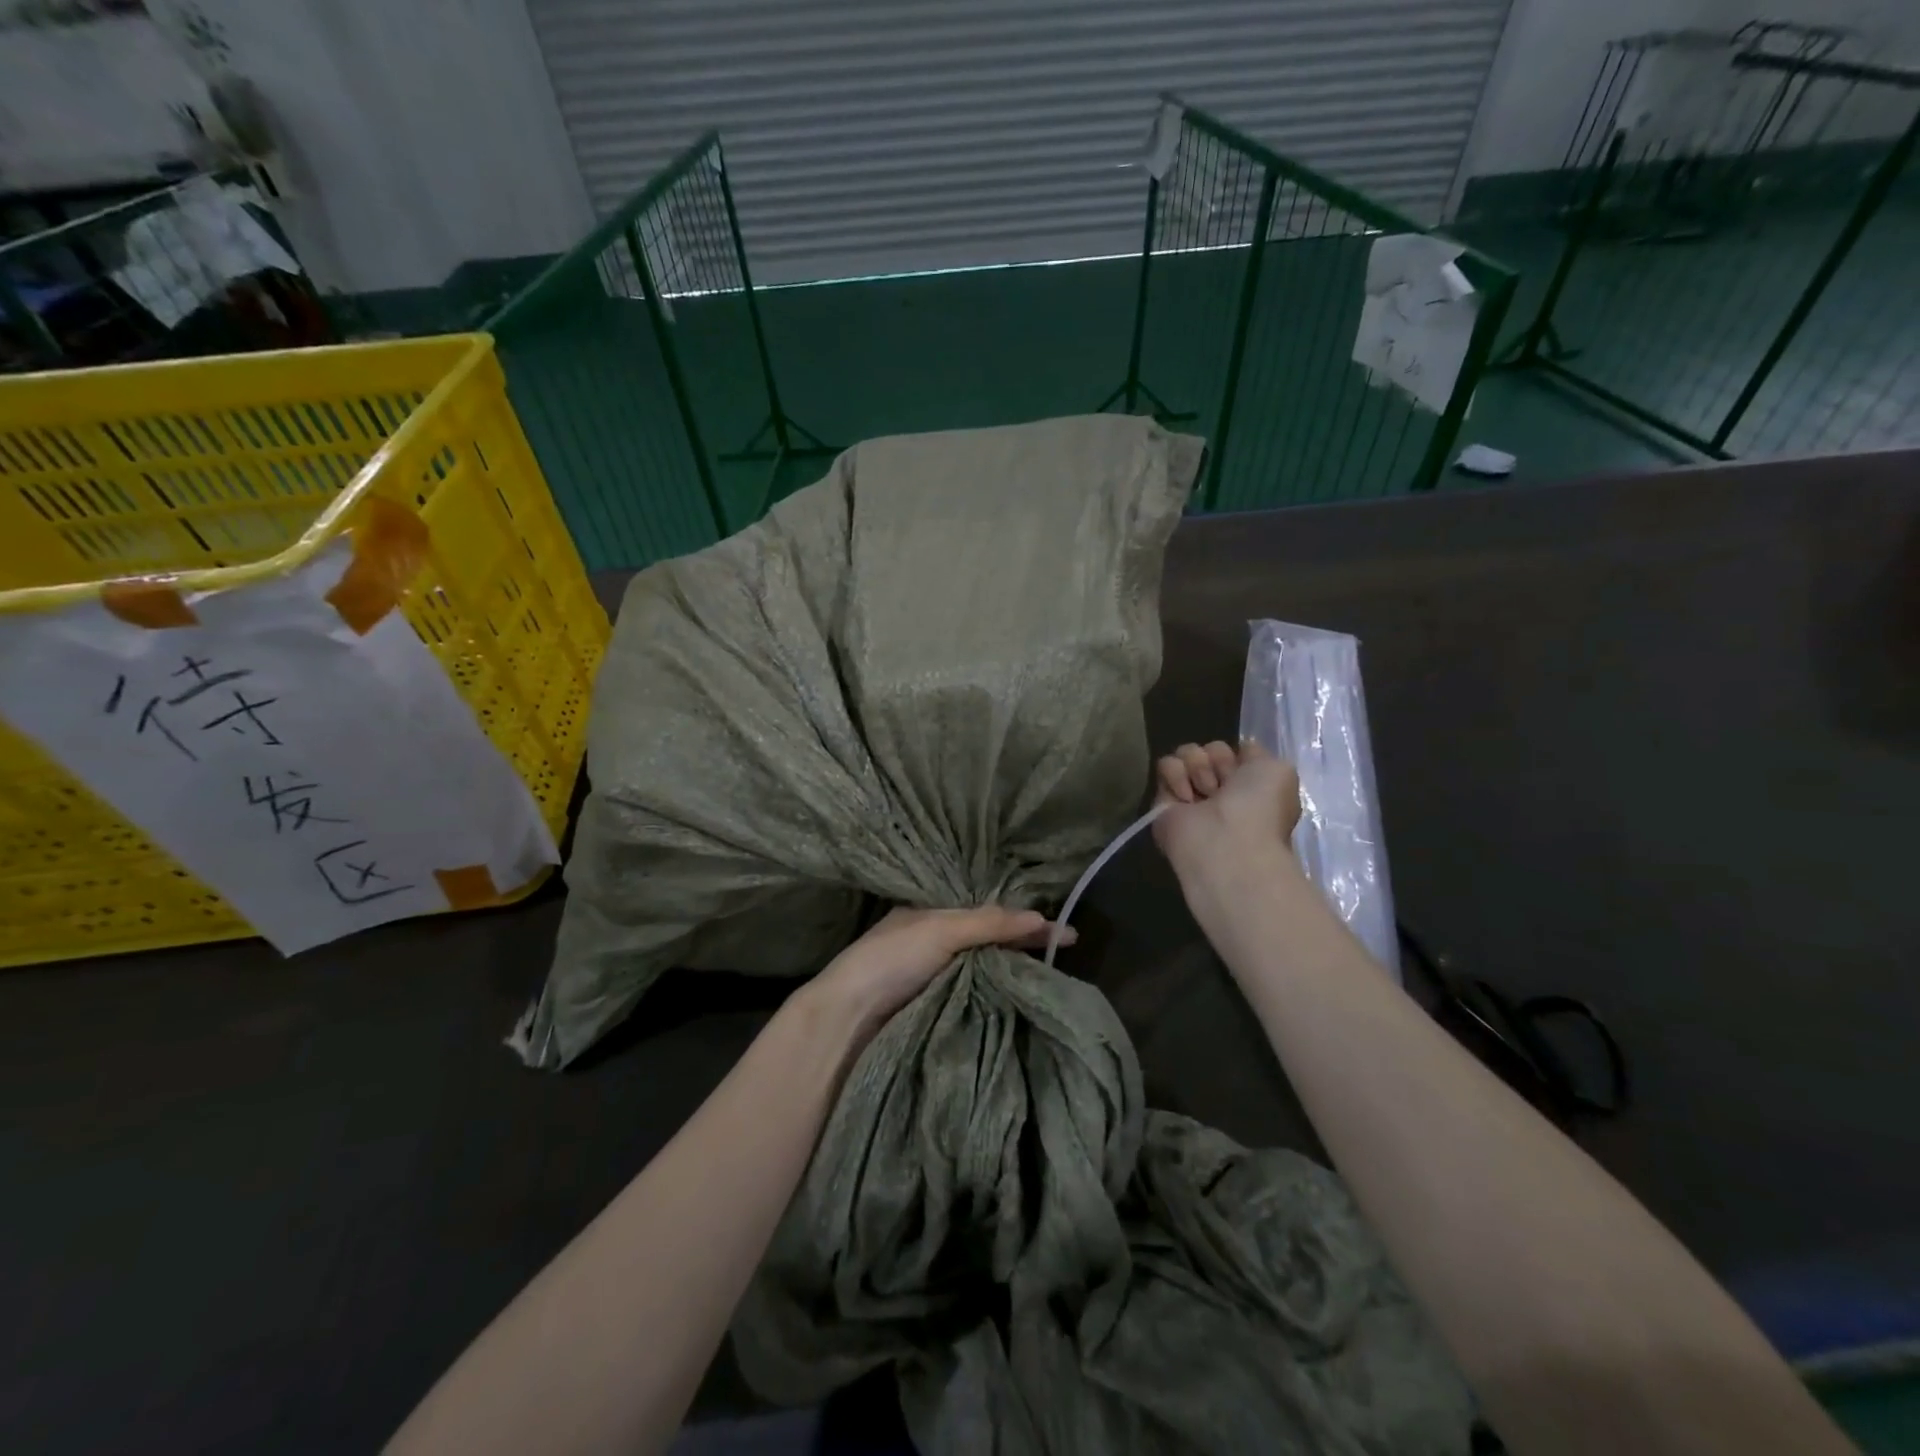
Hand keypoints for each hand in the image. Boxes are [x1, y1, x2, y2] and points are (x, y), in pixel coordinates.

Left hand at [805, 906, 1074, 1041]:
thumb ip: (989, 923)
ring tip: (1056, 983)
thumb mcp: (940, 930)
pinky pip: (978, 1001)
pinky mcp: (936, 1013)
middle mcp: (936, 946)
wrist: (847, 1021)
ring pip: (987, 973)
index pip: (989, 914)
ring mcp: (936, 981)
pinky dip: (1001, 1000)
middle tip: (1066, 957)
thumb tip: (1041, 917)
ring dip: (1016, 976)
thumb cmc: (890, 961)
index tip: (1066, 935)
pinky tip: (1025, 1005)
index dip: (1025, 921)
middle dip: (1025, 947)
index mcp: (932, 917)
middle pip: (991, 944)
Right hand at [1151, 739, 1302, 882]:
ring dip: (1198, 767)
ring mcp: (1191, 794)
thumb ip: (1257, 754)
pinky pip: (1165, 764)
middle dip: (1218, 761)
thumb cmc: (1259, 808)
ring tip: (1205, 793)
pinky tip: (1186, 799)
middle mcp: (1220, 790)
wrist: (1226, 843)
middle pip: (1210, 749)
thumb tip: (1238, 751)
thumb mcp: (1279, 770)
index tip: (1244, 772)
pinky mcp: (1163, 800)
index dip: (1238, 756)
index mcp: (1249, 787)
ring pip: (1187, 753)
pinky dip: (1175, 775)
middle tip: (1224, 787)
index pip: (1234, 751)